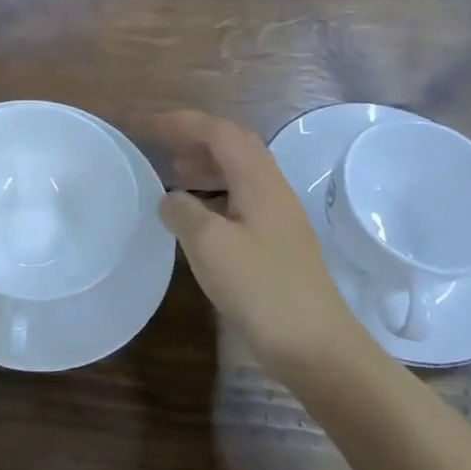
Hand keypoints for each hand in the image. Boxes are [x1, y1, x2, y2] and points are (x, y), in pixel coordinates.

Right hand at [157, 111, 376, 383]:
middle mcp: (273, 193)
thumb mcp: (209, 245)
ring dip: (208, 169)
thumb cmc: (261, 288)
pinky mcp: (278, 246)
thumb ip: (183, 211)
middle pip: (237, 149)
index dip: (187, 123)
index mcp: (259, 183)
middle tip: (166, 151)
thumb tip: (170, 198)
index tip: (153, 126)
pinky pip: (243, 202)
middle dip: (200, 141)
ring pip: (241, 176)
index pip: (222, 134)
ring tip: (177, 181)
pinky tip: (199, 221)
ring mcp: (280, 220)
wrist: (316, 346)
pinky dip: (216, 197)